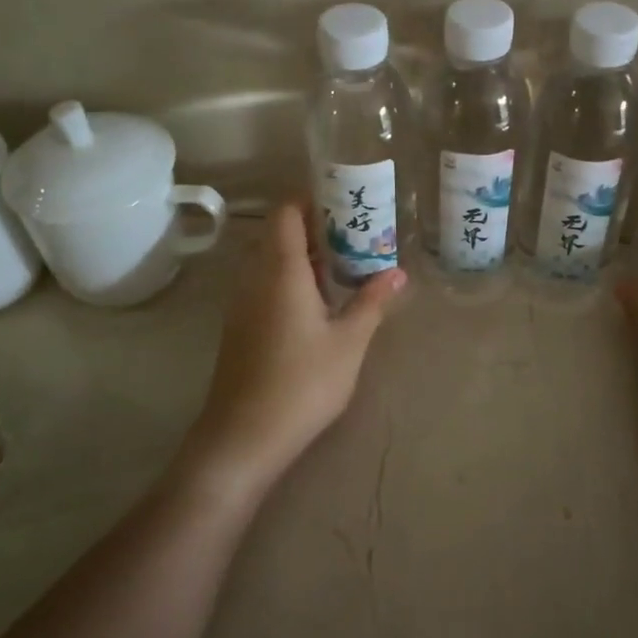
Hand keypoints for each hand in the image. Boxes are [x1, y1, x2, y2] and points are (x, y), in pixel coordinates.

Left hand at [178, 202, 404, 504]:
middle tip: (357, 235)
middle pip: (280, 234)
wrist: (243, 437)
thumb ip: (372, 302)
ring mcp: (242, 303)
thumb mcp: (349, 342)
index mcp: (280, 271)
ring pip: (271, 261)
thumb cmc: (302, 383)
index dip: (312, 200)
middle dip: (316, 228)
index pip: (287, 212)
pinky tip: (319, 303)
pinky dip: (291, 279)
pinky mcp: (240, 326)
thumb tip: (397, 272)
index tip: (346, 203)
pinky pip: (265, 284)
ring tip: (344, 266)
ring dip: (304, 256)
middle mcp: (255, 278)